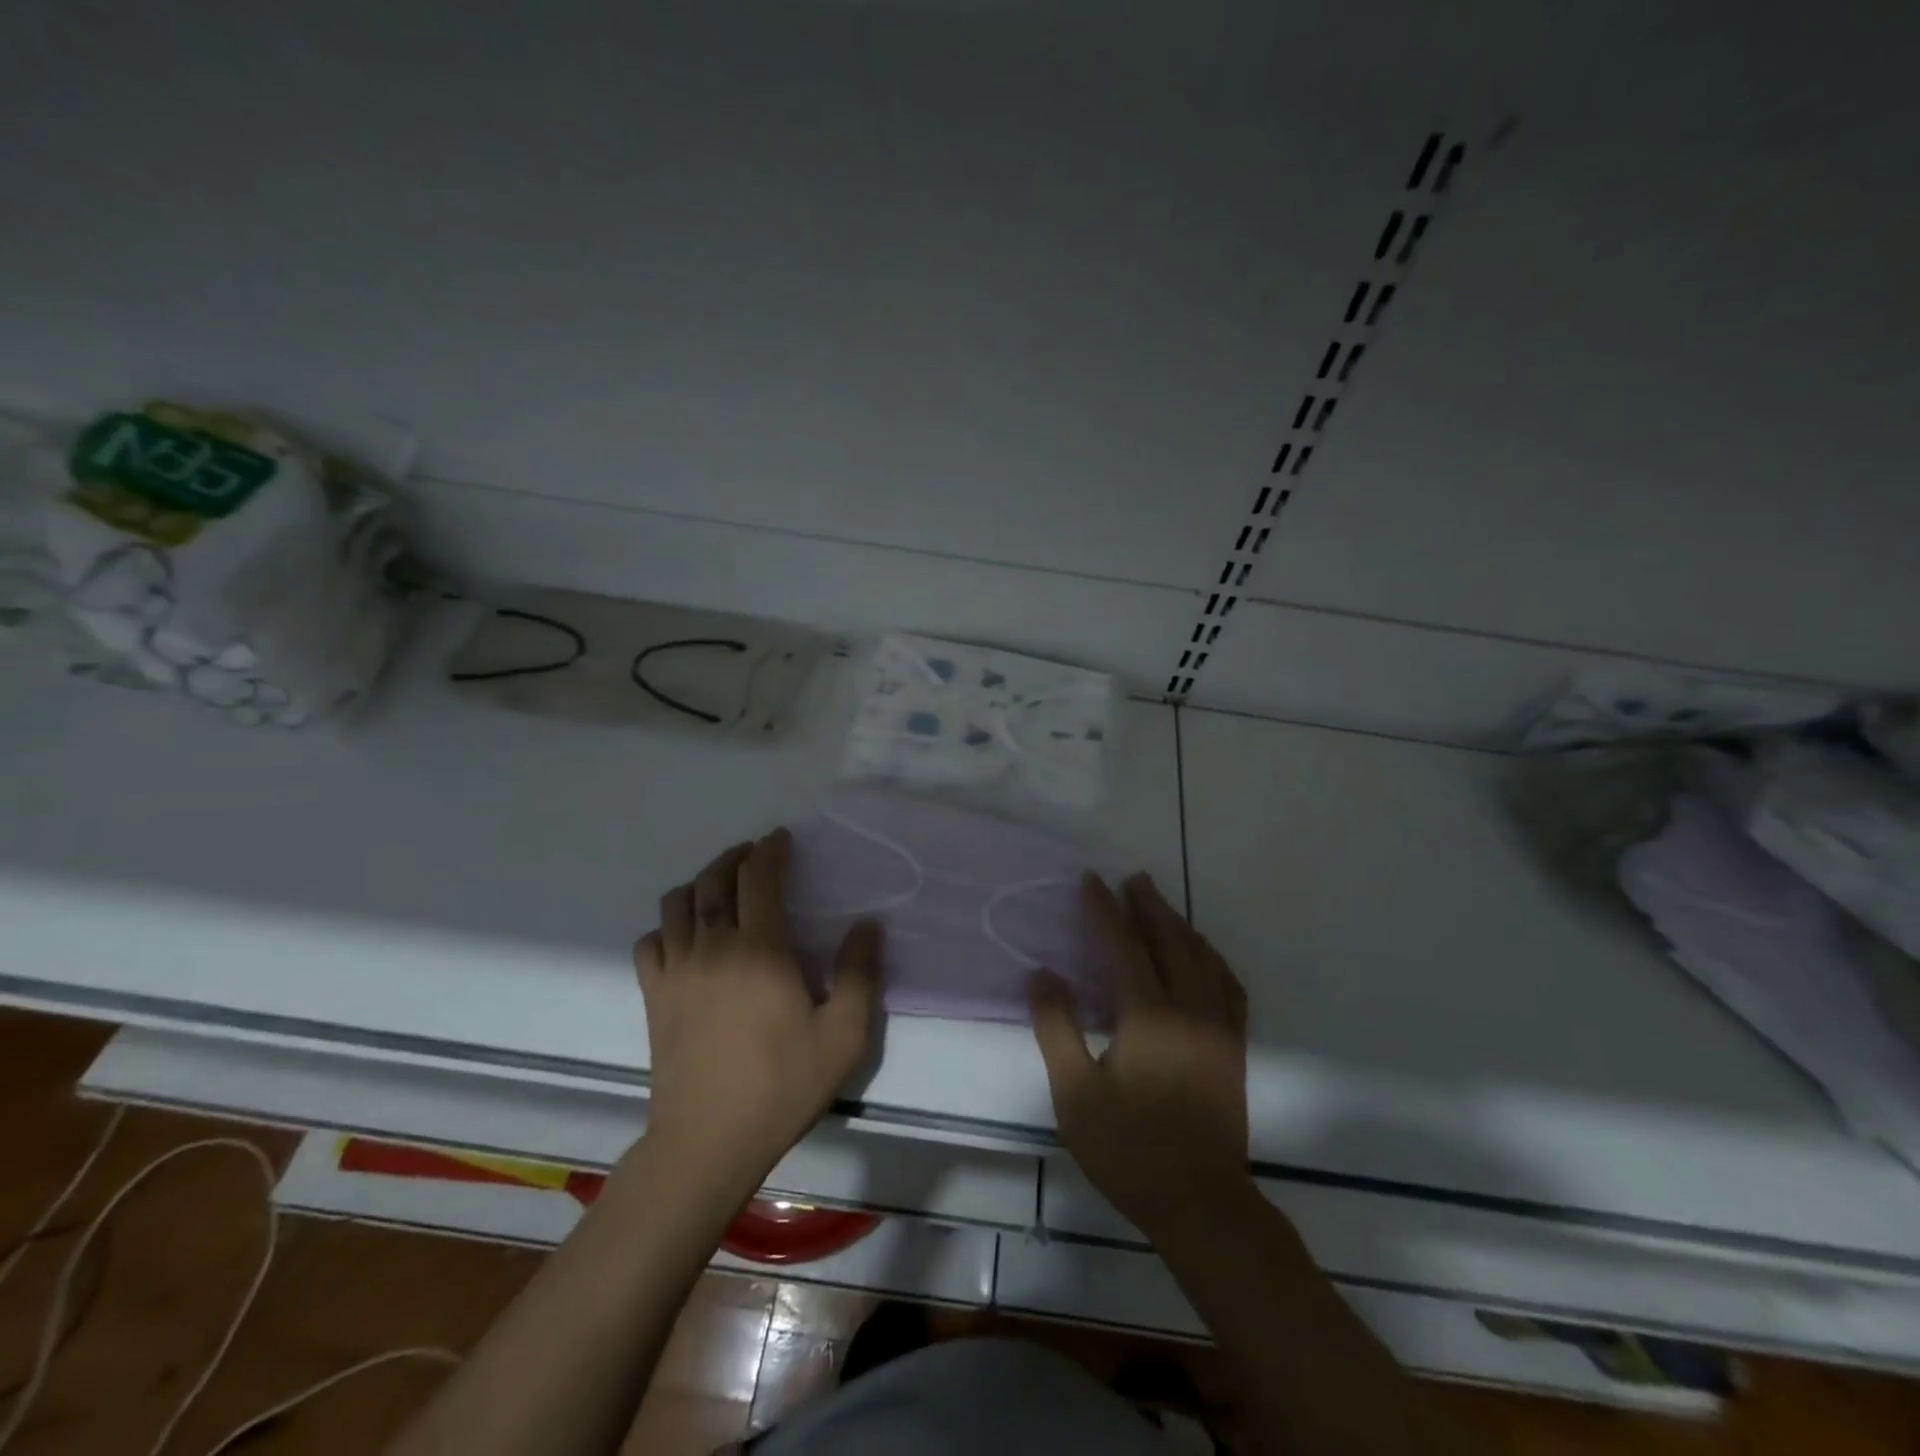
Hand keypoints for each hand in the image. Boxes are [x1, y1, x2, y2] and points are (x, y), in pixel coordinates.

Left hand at [633, 831, 881, 1198]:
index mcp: (760, 949)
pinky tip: (683, 937)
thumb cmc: (782, 1085)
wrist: (708, 1142)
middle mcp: (713, 947)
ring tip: (719, 888)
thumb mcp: (844, 1035)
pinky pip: (649, 942)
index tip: (781, 839)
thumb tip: (866, 925)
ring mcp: (676, 971)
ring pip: (676, 904)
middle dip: (734, 858)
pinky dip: (666, 927)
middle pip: (713, 881)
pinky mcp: (653, 997)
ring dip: (699, 884)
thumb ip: (860, 973)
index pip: (759, 878)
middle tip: (753, 855)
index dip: (770, 851)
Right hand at [1029, 873, 1251, 1238]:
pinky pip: (1228, 984)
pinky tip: (1202, 956)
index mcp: (1148, 1015)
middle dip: (1149, 904)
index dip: (1104, 909)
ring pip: (1203, 957)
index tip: (1090, 881)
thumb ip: (1056, 1028)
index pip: (1123, 945)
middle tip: (1132, 878)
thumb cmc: (1130, 1150)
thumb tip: (1042, 974)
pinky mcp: (1234, 1046)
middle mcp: (1189, 1008)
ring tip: (1161, 906)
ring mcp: (1219, 1026)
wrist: (1202, 1204)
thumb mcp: (1075, 1094)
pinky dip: (1211, 958)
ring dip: (1180, 924)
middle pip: (1170, 939)